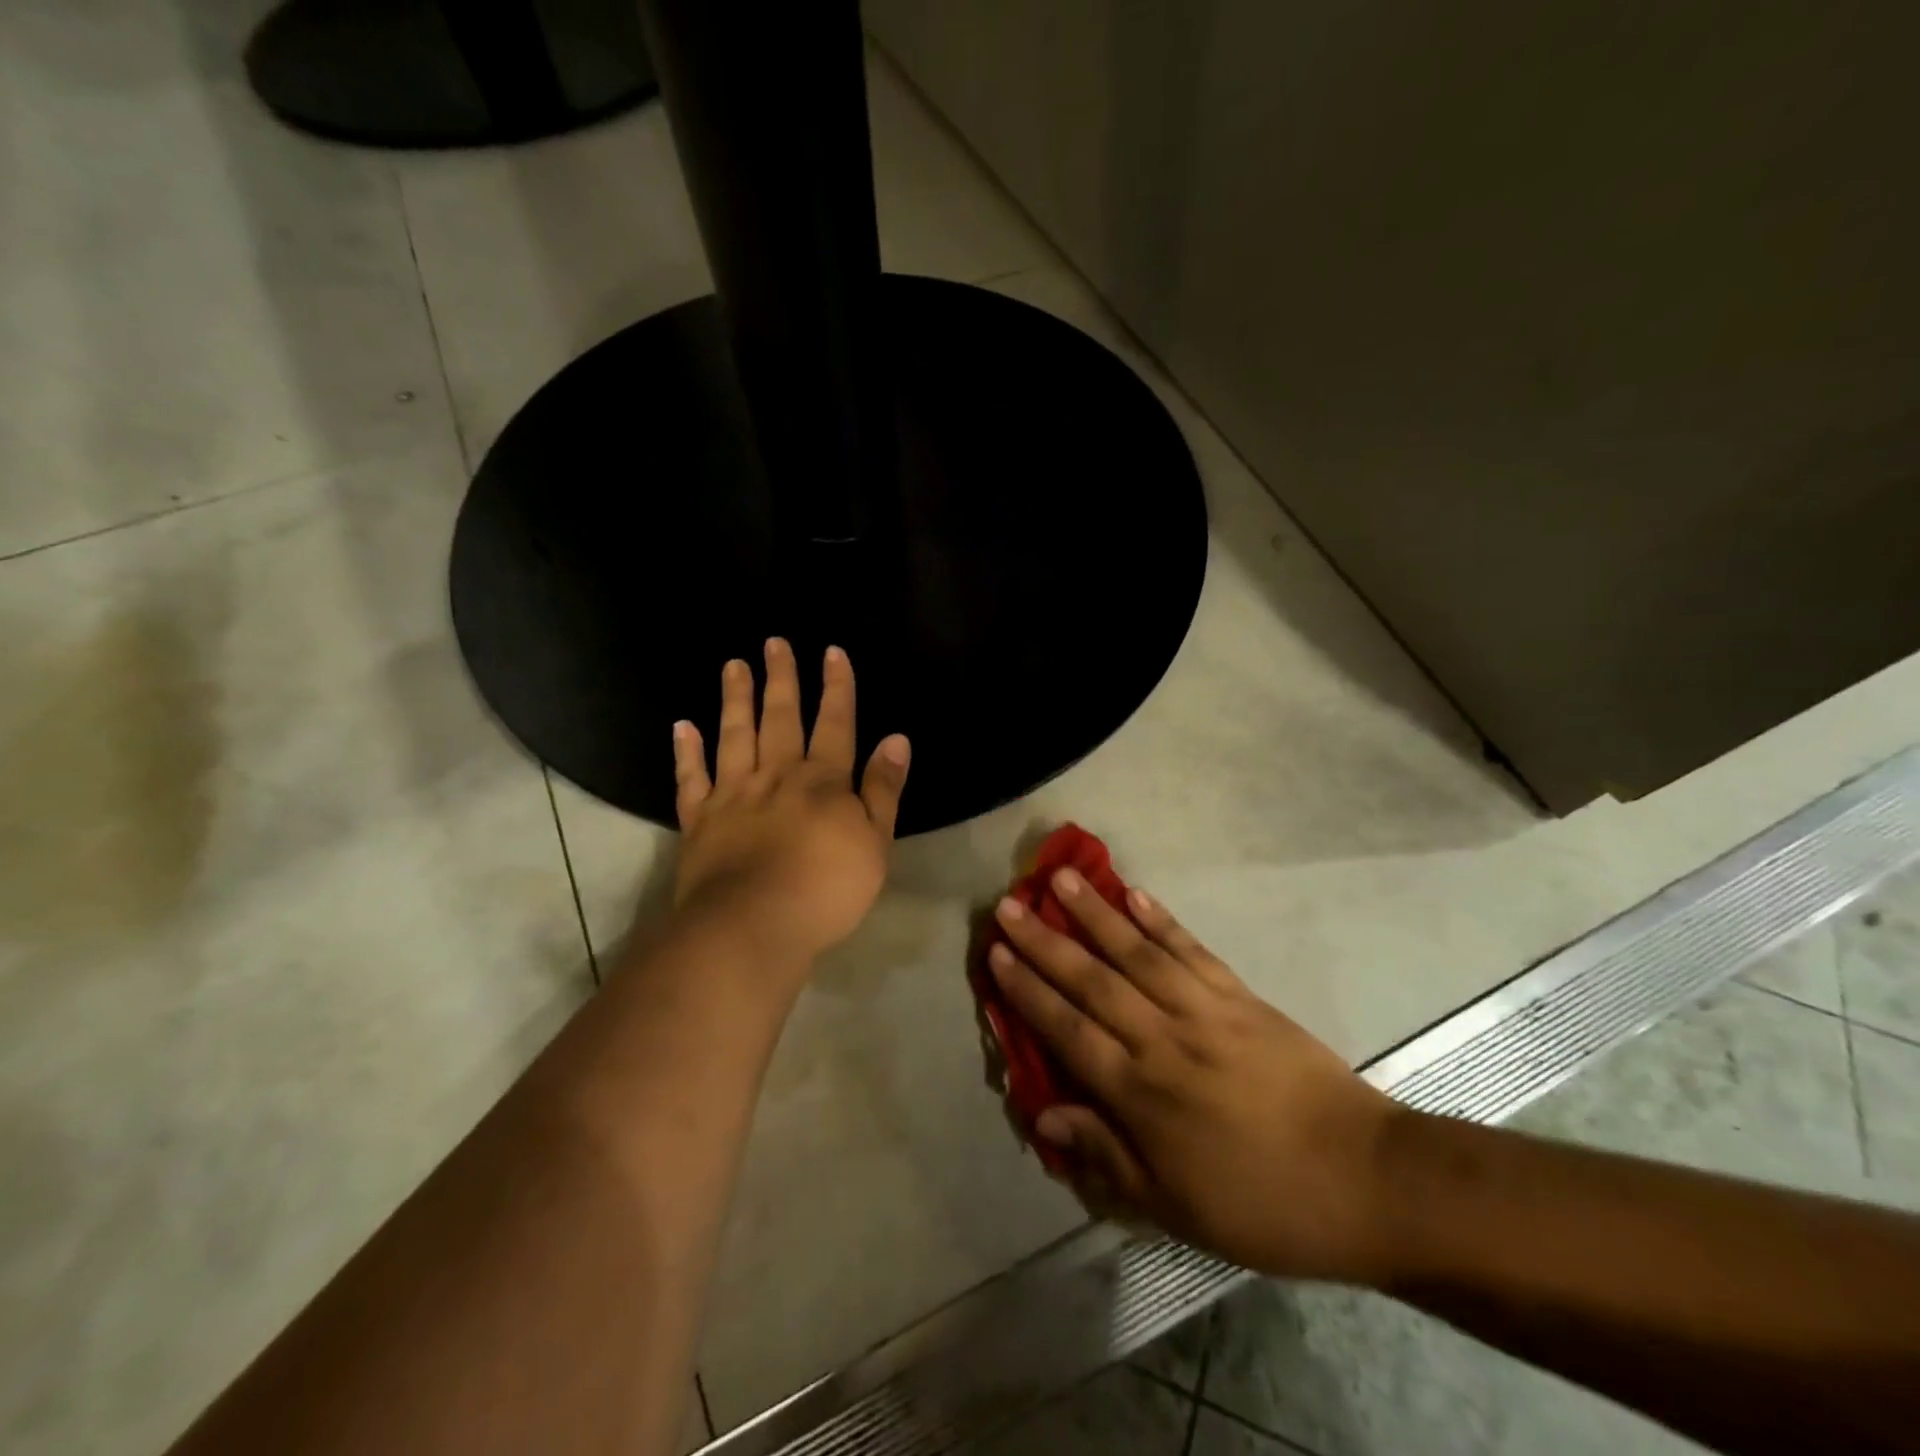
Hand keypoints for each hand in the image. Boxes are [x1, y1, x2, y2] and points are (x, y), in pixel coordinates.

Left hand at [672, 640, 910, 963]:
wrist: (752, 926)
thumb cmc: (826, 888)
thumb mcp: (875, 842)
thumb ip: (883, 789)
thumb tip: (896, 739)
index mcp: (822, 781)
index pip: (835, 723)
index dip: (837, 687)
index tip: (832, 652)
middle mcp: (776, 775)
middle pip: (780, 718)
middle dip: (781, 679)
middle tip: (773, 643)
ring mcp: (733, 795)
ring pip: (734, 736)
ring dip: (735, 699)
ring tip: (733, 666)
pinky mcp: (699, 821)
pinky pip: (691, 779)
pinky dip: (686, 752)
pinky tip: (682, 726)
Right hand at [987, 873, 1399, 1281]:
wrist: (1366, 1179)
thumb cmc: (1263, 1204)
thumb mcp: (1176, 1207)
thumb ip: (1107, 1154)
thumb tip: (1044, 1113)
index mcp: (1142, 1094)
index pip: (1068, 1031)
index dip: (1027, 991)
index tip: (996, 955)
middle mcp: (1162, 1039)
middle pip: (1092, 981)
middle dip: (1044, 941)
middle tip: (1008, 904)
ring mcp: (1204, 1010)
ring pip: (1136, 952)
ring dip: (1095, 913)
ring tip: (1060, 879)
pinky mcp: (1240, 996)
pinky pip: (1191, 950)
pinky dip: (1161, 920)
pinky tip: (1135, 895)